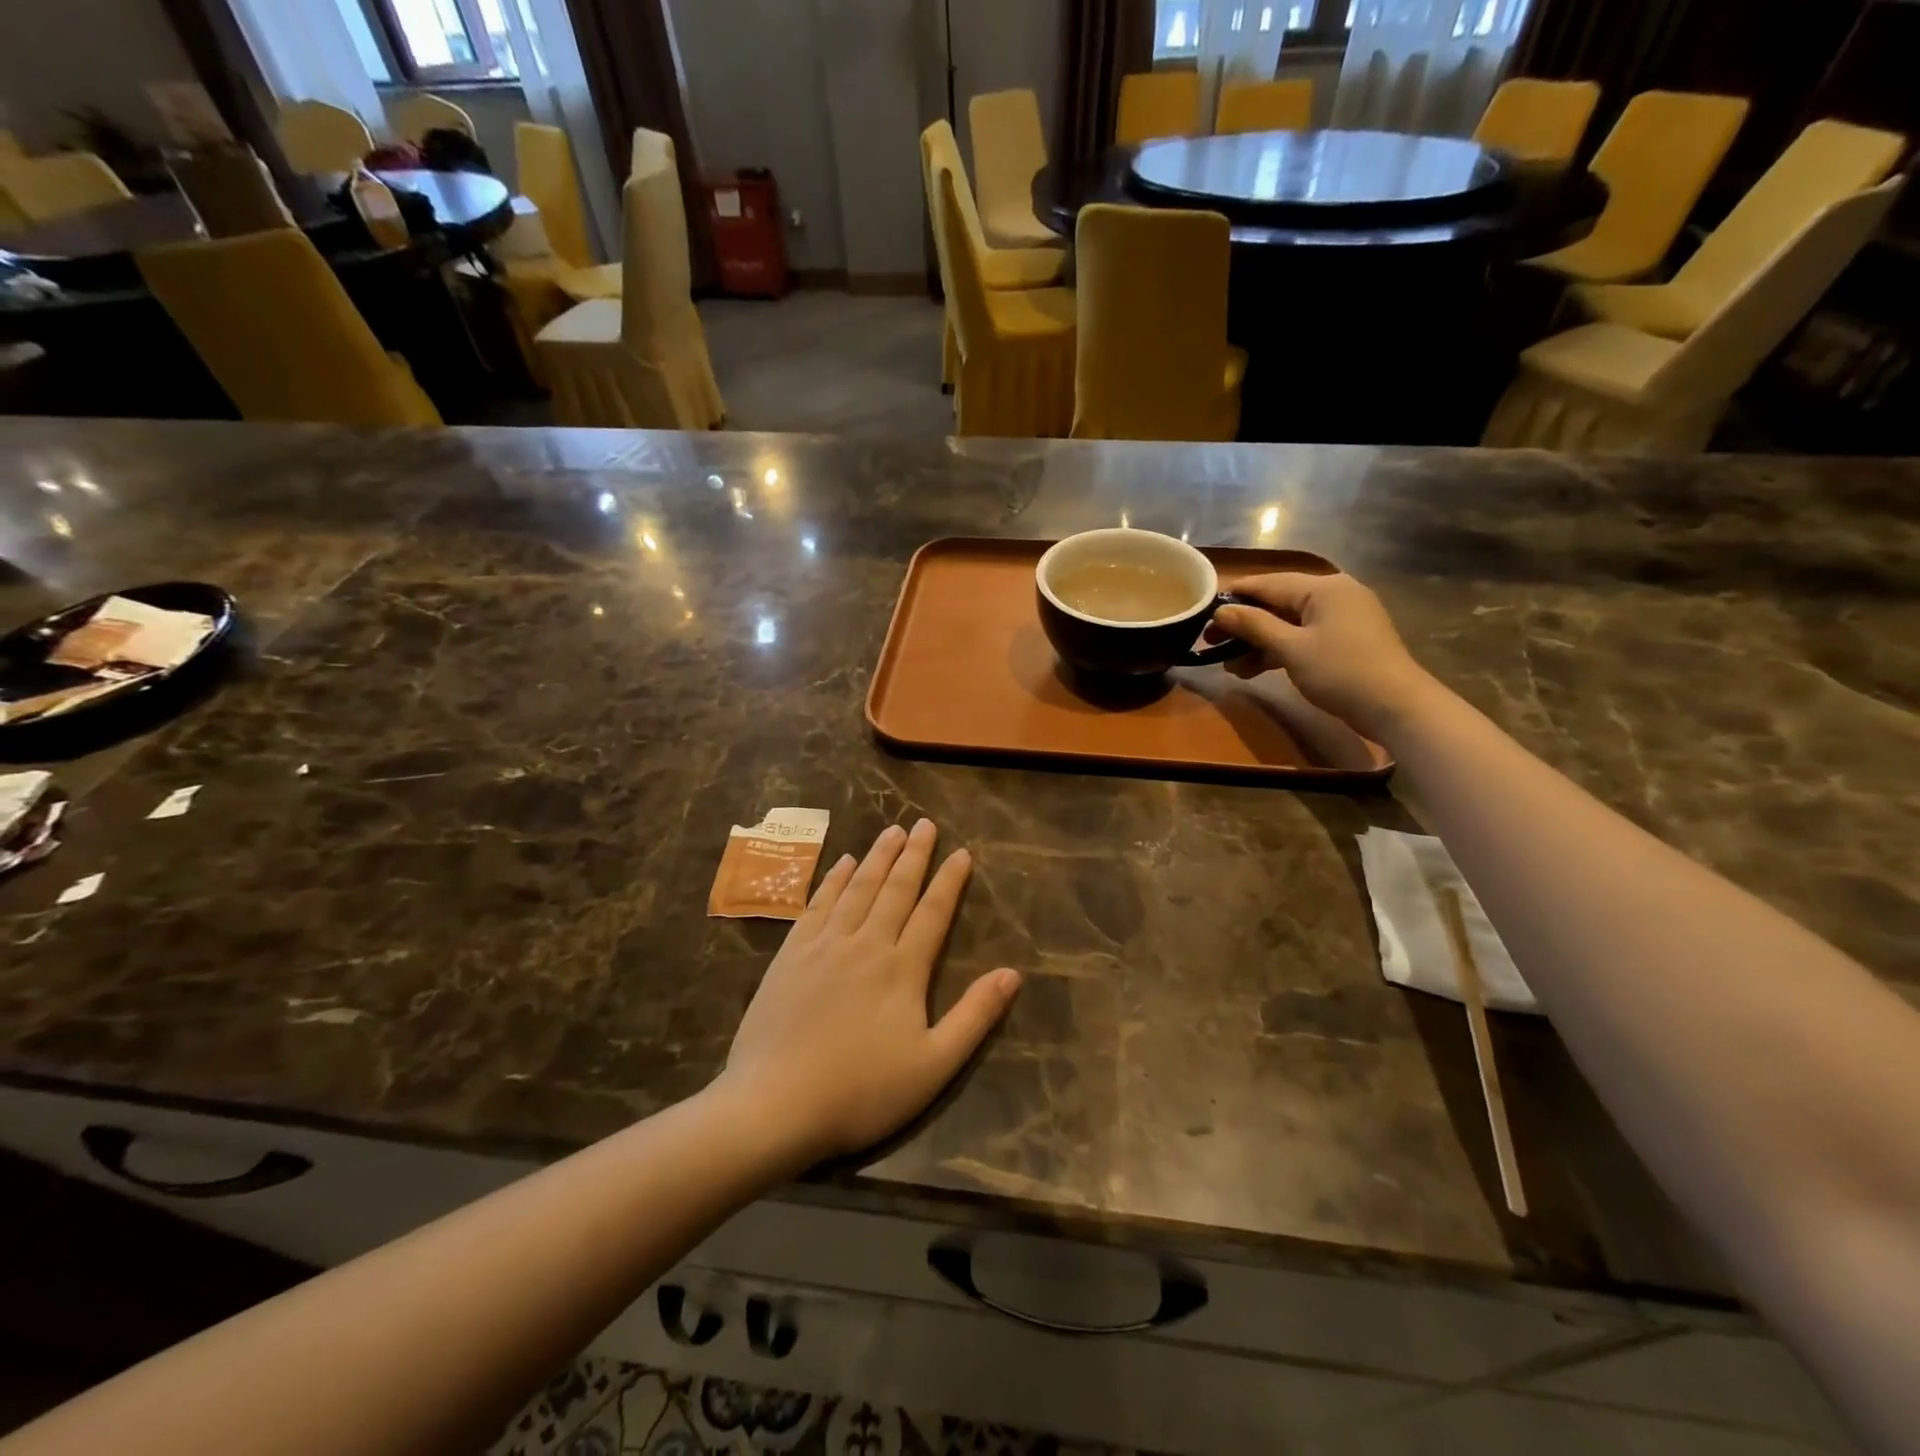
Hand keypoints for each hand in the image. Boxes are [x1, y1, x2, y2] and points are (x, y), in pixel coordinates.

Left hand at [718, 820, 1020, 1167]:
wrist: (774, 1105)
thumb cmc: (861, 1091)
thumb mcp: (933, 1066)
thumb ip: (975, 1016)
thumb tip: (1012, 974)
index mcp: (902, 969)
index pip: (933, 912)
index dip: (949, 881)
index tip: (961, 852)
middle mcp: (865, 944)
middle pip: (895, 889)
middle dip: (913, 854)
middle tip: (924, 824)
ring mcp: (824, 946)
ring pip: (857, 888)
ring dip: (877, 857)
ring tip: (891, 831)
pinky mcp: (791, 955)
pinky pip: (818, 904)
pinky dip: (834, 880)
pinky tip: (843, 864)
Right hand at [1210, 572, 1443, 740]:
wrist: (1396, 707)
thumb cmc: (1340, 671)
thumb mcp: (1291, 648)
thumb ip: (1254, 625)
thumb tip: (1221, 610)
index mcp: (1323, 587)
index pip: (1268, 583)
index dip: (1234, 594)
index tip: (1203, 609)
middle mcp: (1334, 594)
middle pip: (1278, 603)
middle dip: (1244, 623)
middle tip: (1210, 642)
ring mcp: (1343, 618)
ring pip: (1289, 623)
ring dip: (1258, 642)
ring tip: (1228, 664)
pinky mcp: (1346, 640)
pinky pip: (1303, 637)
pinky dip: (1279, 650)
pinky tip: (1254, 668)